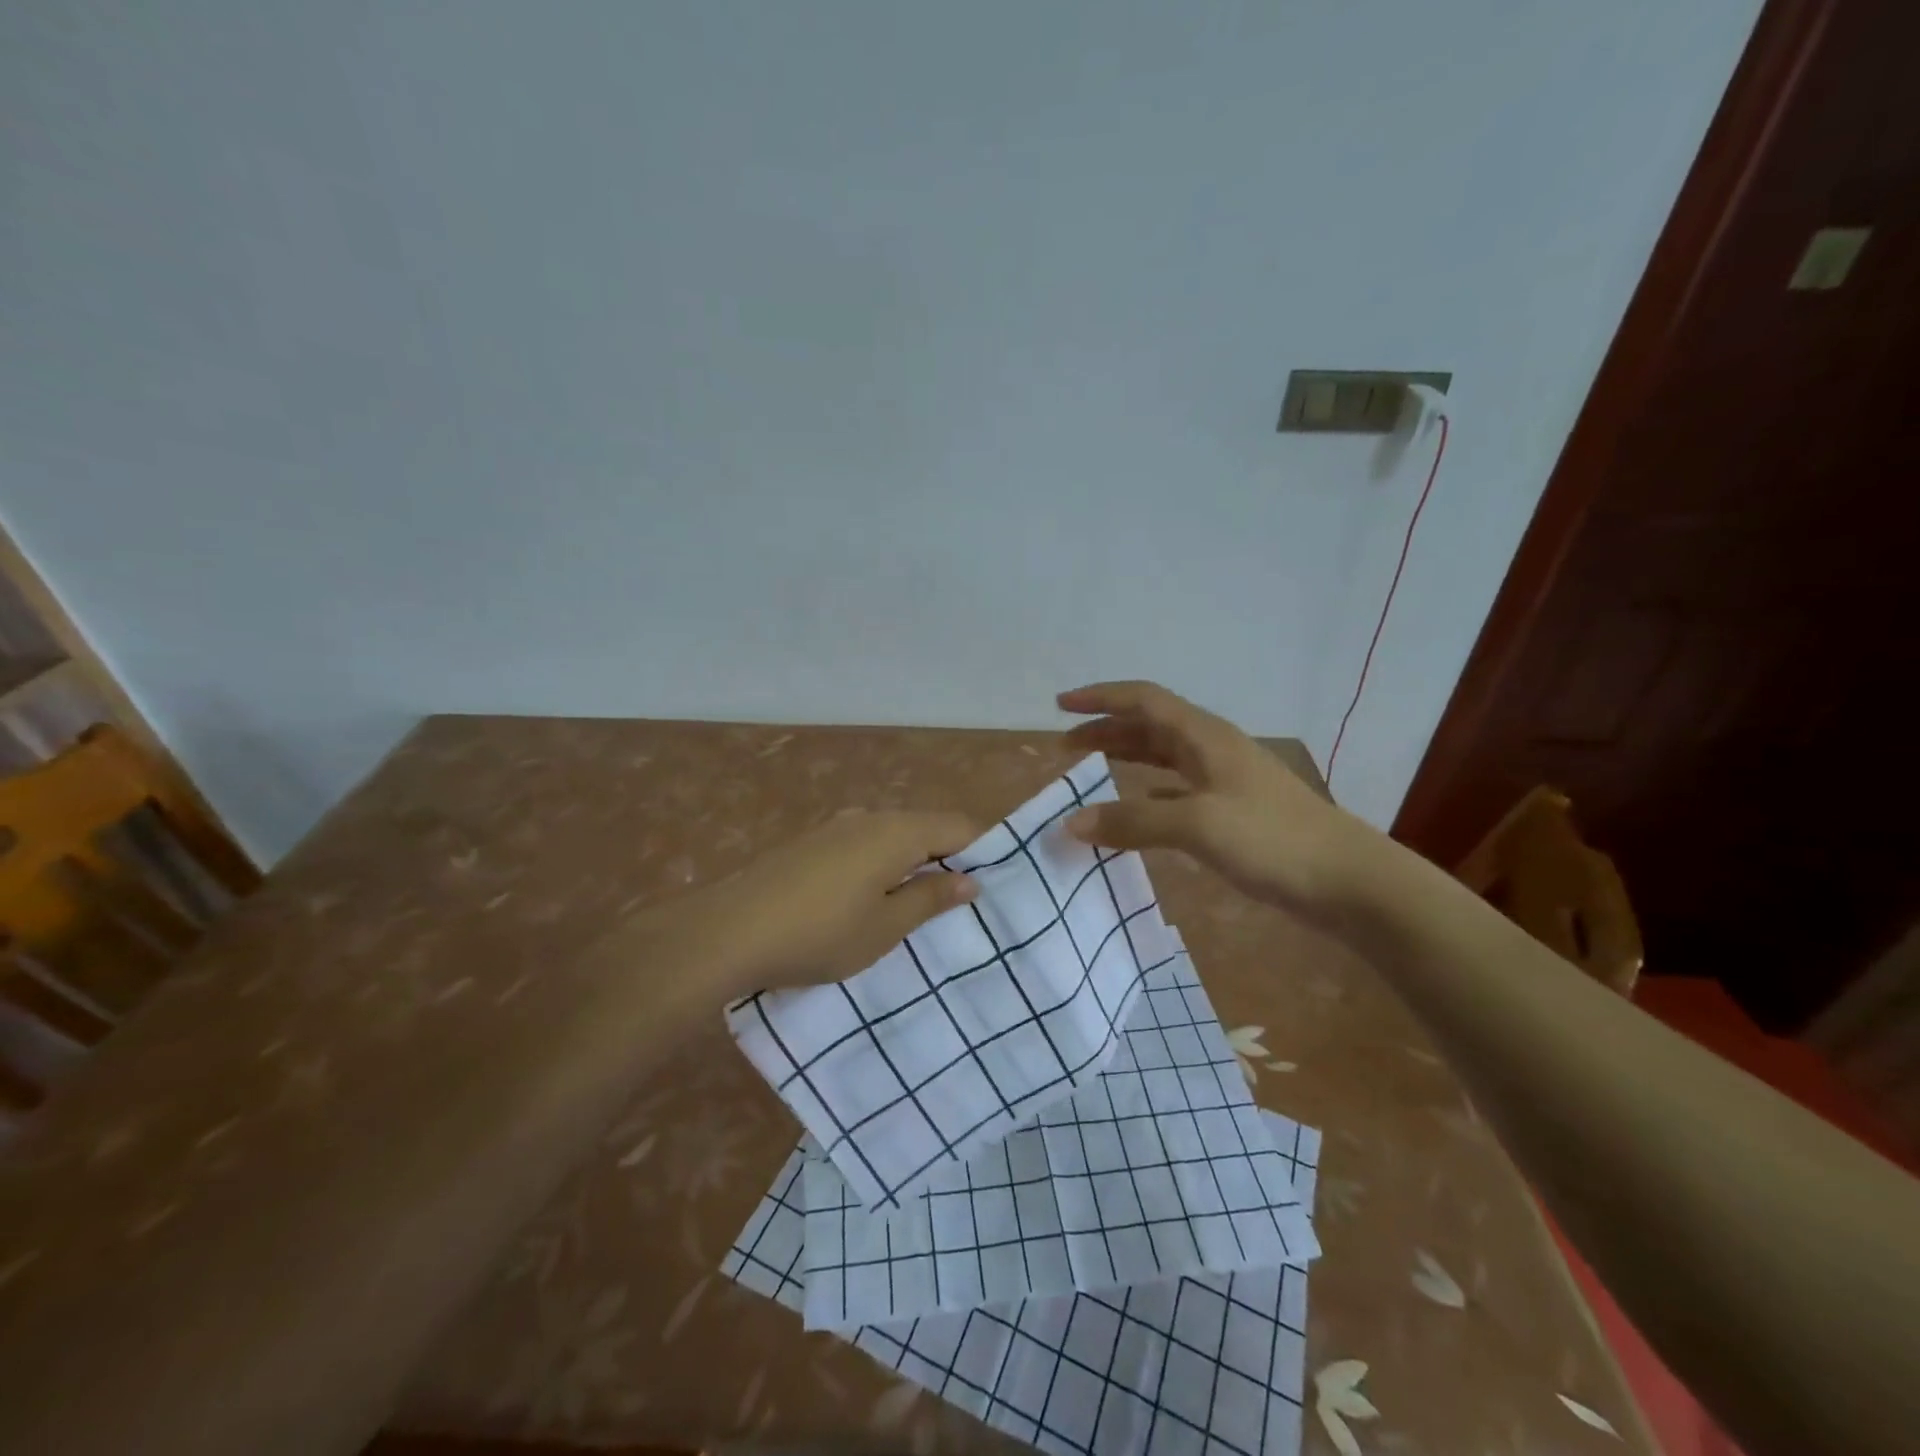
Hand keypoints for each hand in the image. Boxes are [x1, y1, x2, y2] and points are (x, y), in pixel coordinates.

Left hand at [659, 809, 981, 998]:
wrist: (728, 930)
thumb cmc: (820, 933)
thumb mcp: (885, 927)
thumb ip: (930, 898)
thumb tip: (970, 880)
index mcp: (897, 832)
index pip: (958, 826)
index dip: (983, 849)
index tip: (994, 882)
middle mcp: (869, 817)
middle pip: (925, 827)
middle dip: (947, 857)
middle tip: (959, 901)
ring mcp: (835, 827)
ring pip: (891, 836)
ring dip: (911, 862)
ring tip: (915, 905)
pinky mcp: (810, 842)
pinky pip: (862, 844)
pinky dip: (879, 864)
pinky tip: (867, 898)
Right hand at [1058, 680, 1381, 931]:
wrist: (1349, 881)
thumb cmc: (1272, 840)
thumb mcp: (1197, 826)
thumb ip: (1132, 822)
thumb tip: (1071, 823)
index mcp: (1204, 737)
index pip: (1143, 700)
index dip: (1100, 698)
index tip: (1060, 706)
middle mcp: (1213, 749)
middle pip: (1150, 726)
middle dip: (1106, 730)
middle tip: (1066, 748)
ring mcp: (1226, 779)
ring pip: (1164, 756)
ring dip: (1126, 757)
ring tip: (1092, 771)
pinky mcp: (1235, 810)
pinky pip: (1178, 788)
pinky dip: (1148, 791)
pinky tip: (1138, 807)